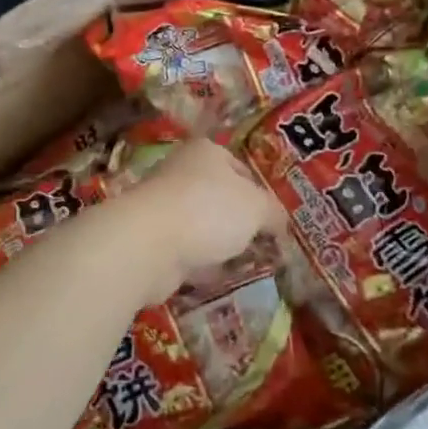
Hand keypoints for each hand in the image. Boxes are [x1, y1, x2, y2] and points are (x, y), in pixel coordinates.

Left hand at [127, 138, 286, 290]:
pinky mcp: (150, 238)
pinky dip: (199, 262)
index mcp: (206, 152)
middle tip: (262, 245)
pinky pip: (184, 250)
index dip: (261, 194)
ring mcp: (162, 205)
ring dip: (218, 244)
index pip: (241, 169)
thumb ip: (274, 213)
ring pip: (201, 225)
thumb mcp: (257, 208)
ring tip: (242, 264)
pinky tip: (215, 276)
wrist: (148, 243)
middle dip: (239, 221)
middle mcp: (180, 171)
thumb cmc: (208, 210)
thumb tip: (279, 224)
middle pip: (219, 197)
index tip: (274, 221)